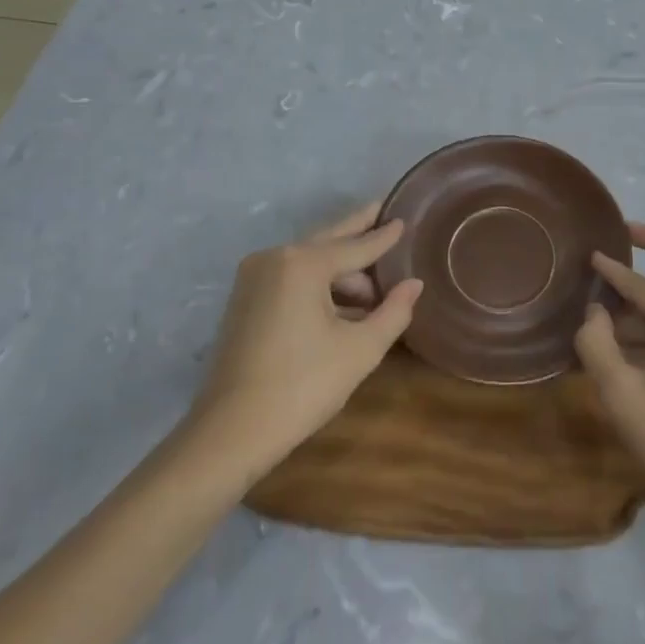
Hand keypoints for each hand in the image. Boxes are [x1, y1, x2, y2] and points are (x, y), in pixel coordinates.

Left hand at [188, 203, 421, 474]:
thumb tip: (414, 284)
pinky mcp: (244, 299)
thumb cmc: (302, 386)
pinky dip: (318, 285)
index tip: (404, 219)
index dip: (384, 236)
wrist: (230, 433)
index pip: (356, 246)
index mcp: (303, 263)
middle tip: (382, 211)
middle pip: (328, 240)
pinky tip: (343, 305)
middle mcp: (275, 258)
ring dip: (341, 271)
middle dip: (358, 230)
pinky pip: (291, 278)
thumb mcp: (360, 350)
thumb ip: (393, 312)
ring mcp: (254, 277)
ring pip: (309, 262)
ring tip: (375, 288)